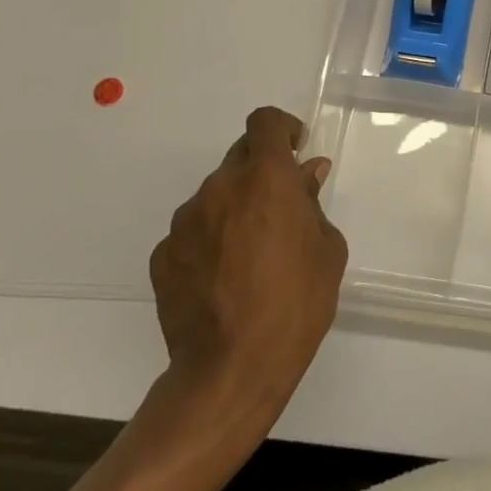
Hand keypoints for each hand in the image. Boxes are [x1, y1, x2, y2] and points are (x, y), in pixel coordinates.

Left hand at [148, 106, 346, 414]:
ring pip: (215, 196)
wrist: (232, 368)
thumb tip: (307, 174)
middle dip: (261, 172)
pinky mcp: (163, 256)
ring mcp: (185, 222)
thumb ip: (313, 202)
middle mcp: (219, 188)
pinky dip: (210, 241)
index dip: (281, 129)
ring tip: (250, 254)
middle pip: (240, 156)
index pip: (264, 122)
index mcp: (265, 177)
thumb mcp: (327, 248)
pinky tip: (223, 279)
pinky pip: (193, 232)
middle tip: (279, 209)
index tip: (295, 151)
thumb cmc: (297, 301)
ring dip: (234, 208)